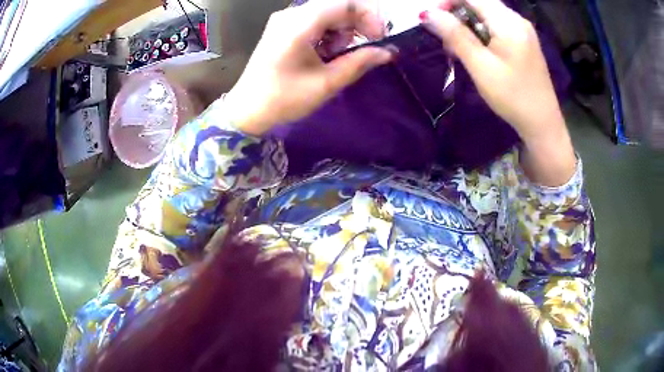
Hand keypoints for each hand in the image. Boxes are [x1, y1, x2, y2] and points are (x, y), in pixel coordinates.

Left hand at [225, 0, 392, 135]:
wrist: (247, 109)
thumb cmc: (283, 99)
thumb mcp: (326, 83)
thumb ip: (359, 63)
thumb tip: (388, 52)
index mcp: (299, 24)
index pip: (345, 3)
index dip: (369, 16)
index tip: (379, 38)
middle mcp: (291, 14)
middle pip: (337, 6)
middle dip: (357, 25)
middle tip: (364, 49)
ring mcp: (285, 19)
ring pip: (328, 13)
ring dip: (342, 31)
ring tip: (336, 57)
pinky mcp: (283, 28)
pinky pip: (316, 21)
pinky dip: (328, 34)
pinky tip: (325, 53)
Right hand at [422, 0, 575, 185]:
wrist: (542, 123)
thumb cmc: (512, 97)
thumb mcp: (481, 66)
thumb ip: (455, 36)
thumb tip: (428, 13)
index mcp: (508, 22)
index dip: (448, 2)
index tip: (433, 20)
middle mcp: (517, 19)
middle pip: (480, 3)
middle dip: (458, 15)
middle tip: (447, 40)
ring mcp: (522, 30)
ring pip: (487, 15)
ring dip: (468, 26)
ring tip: (460, 50)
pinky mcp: (524, 41)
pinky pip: (497, 26)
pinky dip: (482, 33)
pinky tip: (478, 51)